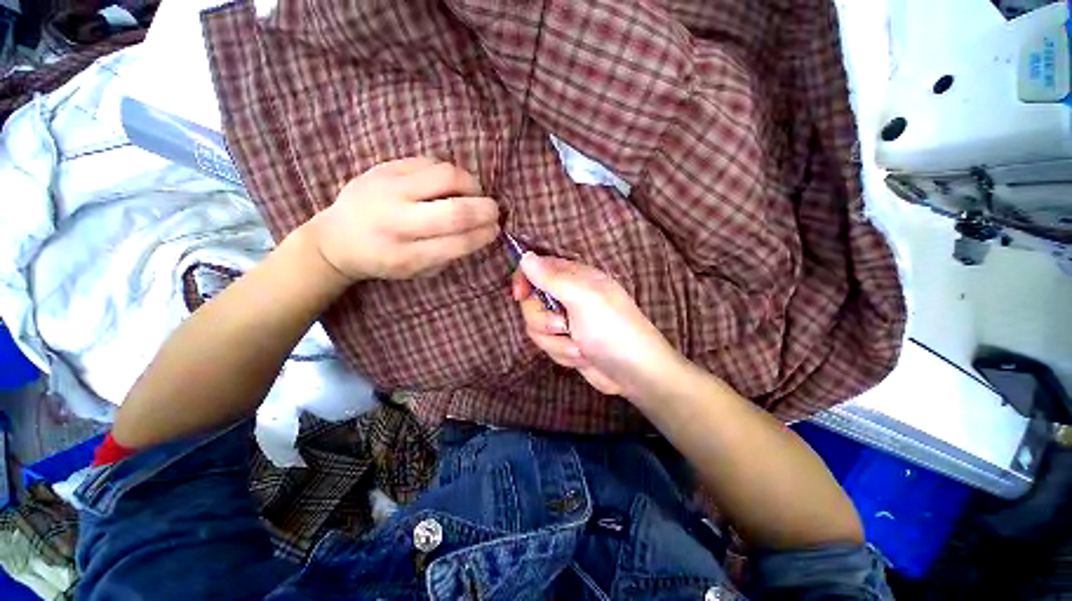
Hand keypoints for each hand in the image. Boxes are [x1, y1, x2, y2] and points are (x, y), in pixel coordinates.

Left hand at [308, 157, 499, 281]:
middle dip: (485, 209)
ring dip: (472, 185)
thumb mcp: (418, 271)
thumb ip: (449, 254)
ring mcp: (388, 189)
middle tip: (494, 211)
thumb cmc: (385, 260)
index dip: (484, 234)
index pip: (458, 242)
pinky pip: (430, 162)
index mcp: (406, 255)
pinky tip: (451, 184)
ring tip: (474, 194)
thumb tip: (481, 231)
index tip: (496, 230)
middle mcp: (396, 221)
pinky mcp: (384, 167)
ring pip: (446, 176)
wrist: (336, 238)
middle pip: (456, 211)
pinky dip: (451, 173)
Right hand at [512, 253, 681, 399]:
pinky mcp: (566, 343)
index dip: (524, 279)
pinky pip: (547, 346)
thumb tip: (525, 256)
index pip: (537, 268)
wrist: (634, 374)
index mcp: (574, 278)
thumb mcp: (583, 299)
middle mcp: (567, 297)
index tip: (520, 295)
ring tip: (579, 347)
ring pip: (537, 328)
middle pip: (531, 303)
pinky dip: (562, 354)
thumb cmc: (612, 329)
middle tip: (562, 326)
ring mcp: (566, 322)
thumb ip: (552, 278)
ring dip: (556, 342)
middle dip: (543, 321)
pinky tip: (582, 357)